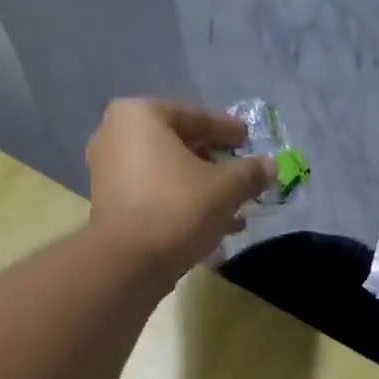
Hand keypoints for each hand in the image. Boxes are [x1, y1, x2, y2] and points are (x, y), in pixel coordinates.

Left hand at [85, 98, 275, 281]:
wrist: (128, 263)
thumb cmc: (177, 209)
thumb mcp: (225, 188)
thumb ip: (250, 173)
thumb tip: (270, 166)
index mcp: (140, 115)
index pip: (195, 116)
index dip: (227, 129)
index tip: (247, 139)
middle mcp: (116, 136)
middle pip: (179, 145)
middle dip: (214, 163)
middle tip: (242, 174)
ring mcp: (109, 173)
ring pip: (168, 175)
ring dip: (202, 189)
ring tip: (235, 207)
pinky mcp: (111, 207)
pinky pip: (156, 197)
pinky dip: (183, 206)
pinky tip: (213, 227)